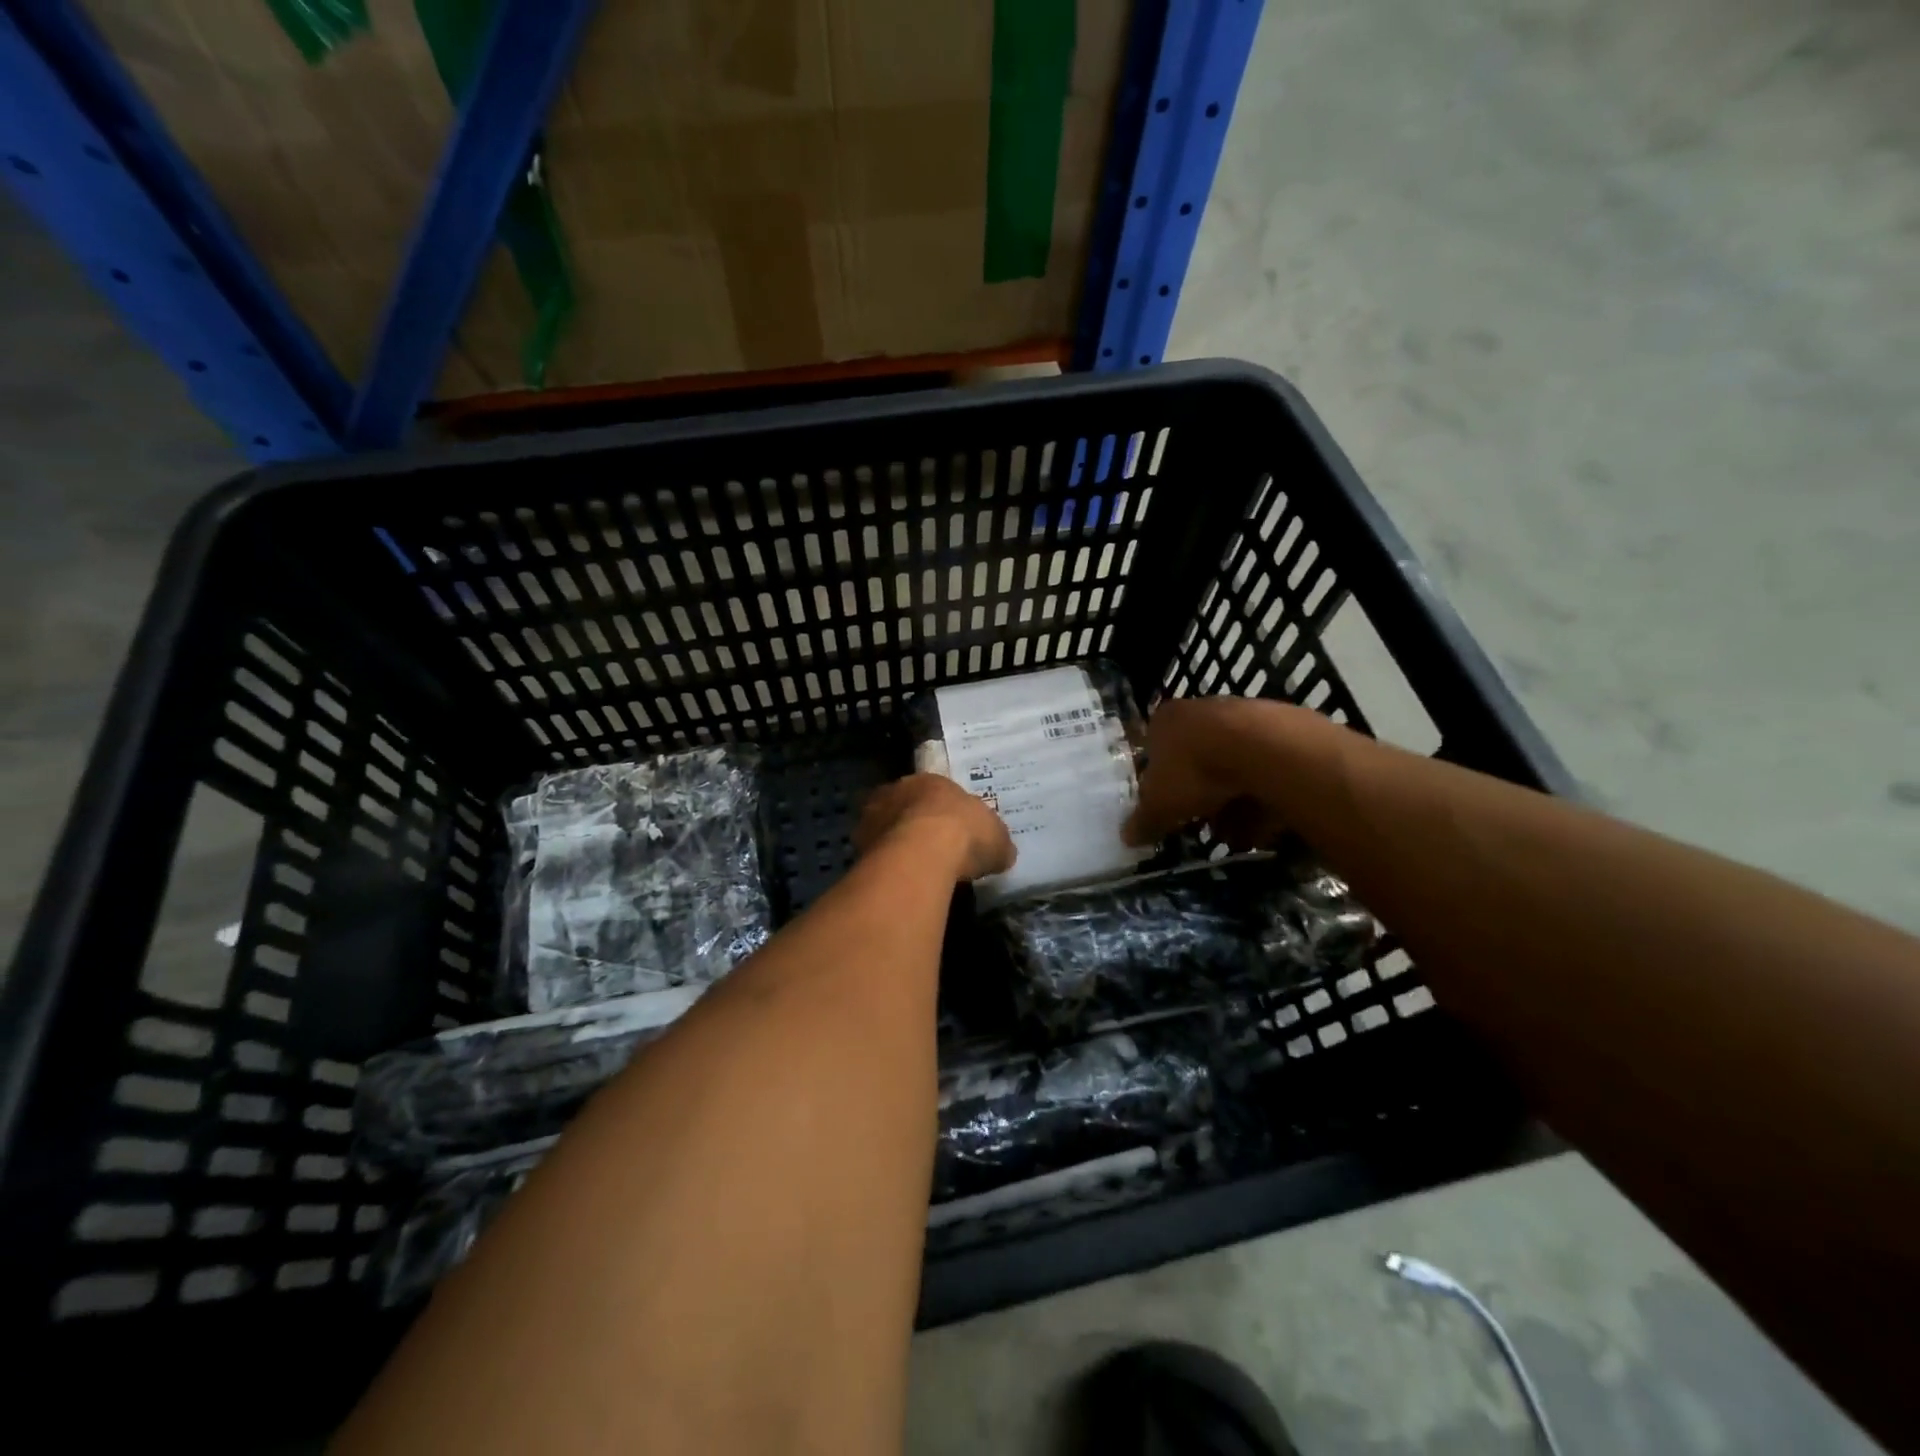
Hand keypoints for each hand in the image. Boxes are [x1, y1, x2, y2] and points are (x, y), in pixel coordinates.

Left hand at [854, 773, 1015, 882]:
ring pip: (884, 828)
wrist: (923, 853)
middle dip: (914, 824)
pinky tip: (897, 882)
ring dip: (894, 844)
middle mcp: (897, 791)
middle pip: (905, 806)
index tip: (951, 833)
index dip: (944, 813)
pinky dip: (883, 866)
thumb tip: (1003, 854)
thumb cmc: (965, 834)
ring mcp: (873, 816)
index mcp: (931, 781)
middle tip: (928, 850)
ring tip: (911, 870)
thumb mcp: (997, 840)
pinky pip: (873, 854)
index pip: (935, 793)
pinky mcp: (858, 844)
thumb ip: (997, 844)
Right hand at [1123, 695, 1335, 849]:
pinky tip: (1266, 824)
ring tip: (1238, 835)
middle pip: (1197, 760)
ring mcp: (1243, 717)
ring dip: (1234, 803)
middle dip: (1201, 797)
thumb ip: (1143, 821)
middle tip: (1205, 825)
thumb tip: (1126, 837)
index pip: (1155, 750)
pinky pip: (1265, 771)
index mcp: (1166, 720)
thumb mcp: (1158, 805)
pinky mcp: (1280, 730)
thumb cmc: (1194, 770)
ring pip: (1233, 767)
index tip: (1169, 810)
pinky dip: (1264, 797)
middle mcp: (1202, 710)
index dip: (1160, 783)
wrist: (1261, 749)